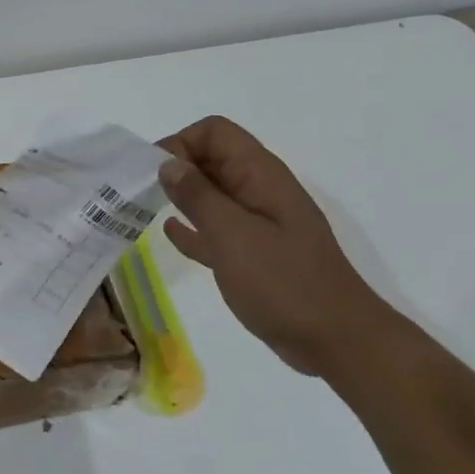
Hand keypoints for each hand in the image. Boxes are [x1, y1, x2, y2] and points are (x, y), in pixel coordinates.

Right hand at [158, 116, 404, 379]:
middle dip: (174, 167)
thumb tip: (167, 163)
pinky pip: (216, 229)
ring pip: (211, 194)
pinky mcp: (253, 255)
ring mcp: (258, 224)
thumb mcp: (233, 235)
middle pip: (211, 159)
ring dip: (180, 196)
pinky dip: (193, 227)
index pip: (215, 133)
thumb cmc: (284, 282)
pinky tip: (170, 233)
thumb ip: (198, 197)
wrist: (336, 340)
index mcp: (260, 176)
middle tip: (138, 191)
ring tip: (142, 208)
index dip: (181, 143)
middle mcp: (259, 191)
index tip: (152, 173)